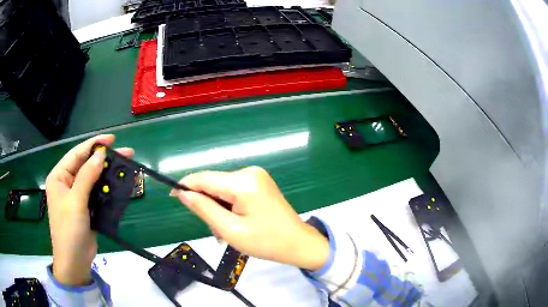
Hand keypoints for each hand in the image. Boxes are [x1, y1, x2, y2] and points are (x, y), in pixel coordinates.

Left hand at [45, 134, 132, 285]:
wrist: (75, 261)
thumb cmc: (69, 230)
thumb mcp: (76, 202)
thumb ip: (87, 177)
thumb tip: (100, 155)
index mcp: (59, 177)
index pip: (77, 154)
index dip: (94, 145)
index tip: (112, 139)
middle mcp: (67, 183)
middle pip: (86, 165)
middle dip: (104, 159)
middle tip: (125, 153)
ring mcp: (77, 196)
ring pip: (94, 179)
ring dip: (108, 174)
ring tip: (125, 167)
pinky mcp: (86, 207)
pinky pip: (97, 193)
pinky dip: (108, 189)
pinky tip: (119, 185)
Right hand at [172, 167, 328, 270]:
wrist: (299, 243)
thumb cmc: (266, 242)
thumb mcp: (230, 229)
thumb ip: (203, 208)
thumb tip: (182, 193)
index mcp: (243, 182)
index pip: (204, 178)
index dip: (186, 185)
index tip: (173, 196)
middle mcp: (249, 172)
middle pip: (213, 183)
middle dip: (207, 205)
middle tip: (215, 230)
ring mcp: (256, 176)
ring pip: (222, 189)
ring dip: (218, 208)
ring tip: (228, 231)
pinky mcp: (259, 183)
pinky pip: (234, 191)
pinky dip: (229, 206)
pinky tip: (236, 222)